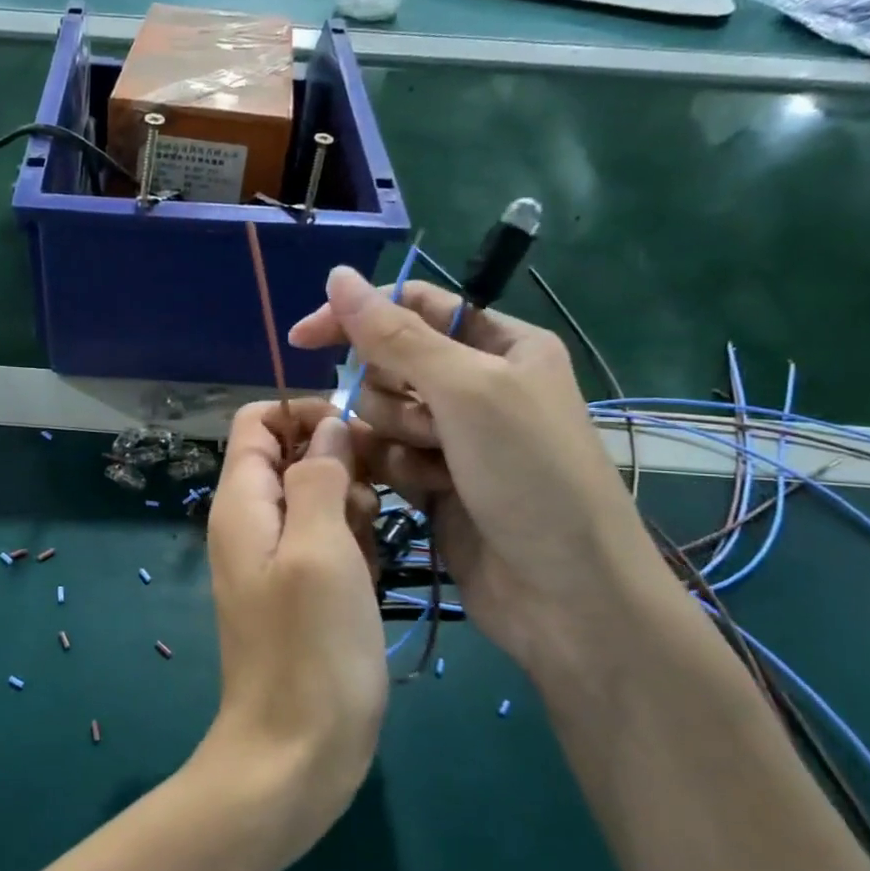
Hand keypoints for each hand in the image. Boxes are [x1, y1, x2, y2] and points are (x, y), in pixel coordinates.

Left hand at [199, 399, 387, 866]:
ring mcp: (276, 560)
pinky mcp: (302, 591)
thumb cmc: (310, 649)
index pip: (258, 422)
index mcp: (242, 503)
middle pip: (292, 456)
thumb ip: (319, 477)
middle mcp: (252, 523)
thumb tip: (329, 428)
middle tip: (371, 506)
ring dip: (352, 508)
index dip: (305, 415)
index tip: (357, 438)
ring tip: (369, 550)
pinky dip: (353, 545)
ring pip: (318, 499)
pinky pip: (328, 542)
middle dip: (339, 464)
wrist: (296, 753)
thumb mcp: (320, 549)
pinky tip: (371, 576)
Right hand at [288, 267, 672, 690]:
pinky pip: (387, 457)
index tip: (304, 338)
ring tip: (435, 470)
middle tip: (429, 428)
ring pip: (381, 416)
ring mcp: (456, 438)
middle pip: (391, 365)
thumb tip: (337, 276)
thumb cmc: (530, 474)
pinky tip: (422, 494)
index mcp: (501, 345)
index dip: (358, 317)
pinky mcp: (436, 482)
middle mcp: (477, 385)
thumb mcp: (466, 391)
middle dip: (393, 396)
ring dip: (396, 439)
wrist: (566, 594)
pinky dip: (396, 471)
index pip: (412, 308)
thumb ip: (395, 336)